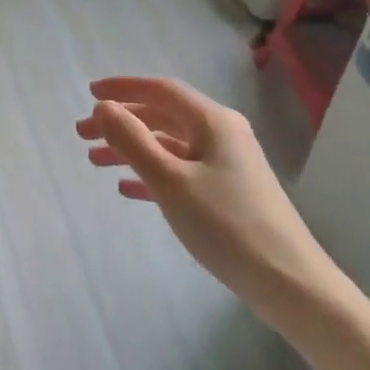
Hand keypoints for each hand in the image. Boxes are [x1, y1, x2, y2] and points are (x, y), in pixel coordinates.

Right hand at [77, 76, 321, 324]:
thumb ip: (133, 141)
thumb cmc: (226, 225)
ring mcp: (227, 165)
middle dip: (122, 122)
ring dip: (132, 149)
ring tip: (94, 161)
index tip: (89, 94)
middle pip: (163, 116)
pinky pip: (181, 172)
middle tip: (82, 135)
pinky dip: (151, 174)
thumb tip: (104, 108)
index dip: (123, 88)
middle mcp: (222, 135)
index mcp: (213, 122)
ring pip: (169, 146)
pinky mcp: (227, 193)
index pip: (162, 90)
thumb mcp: (171, 181)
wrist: (287, 281)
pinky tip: (127, 188)